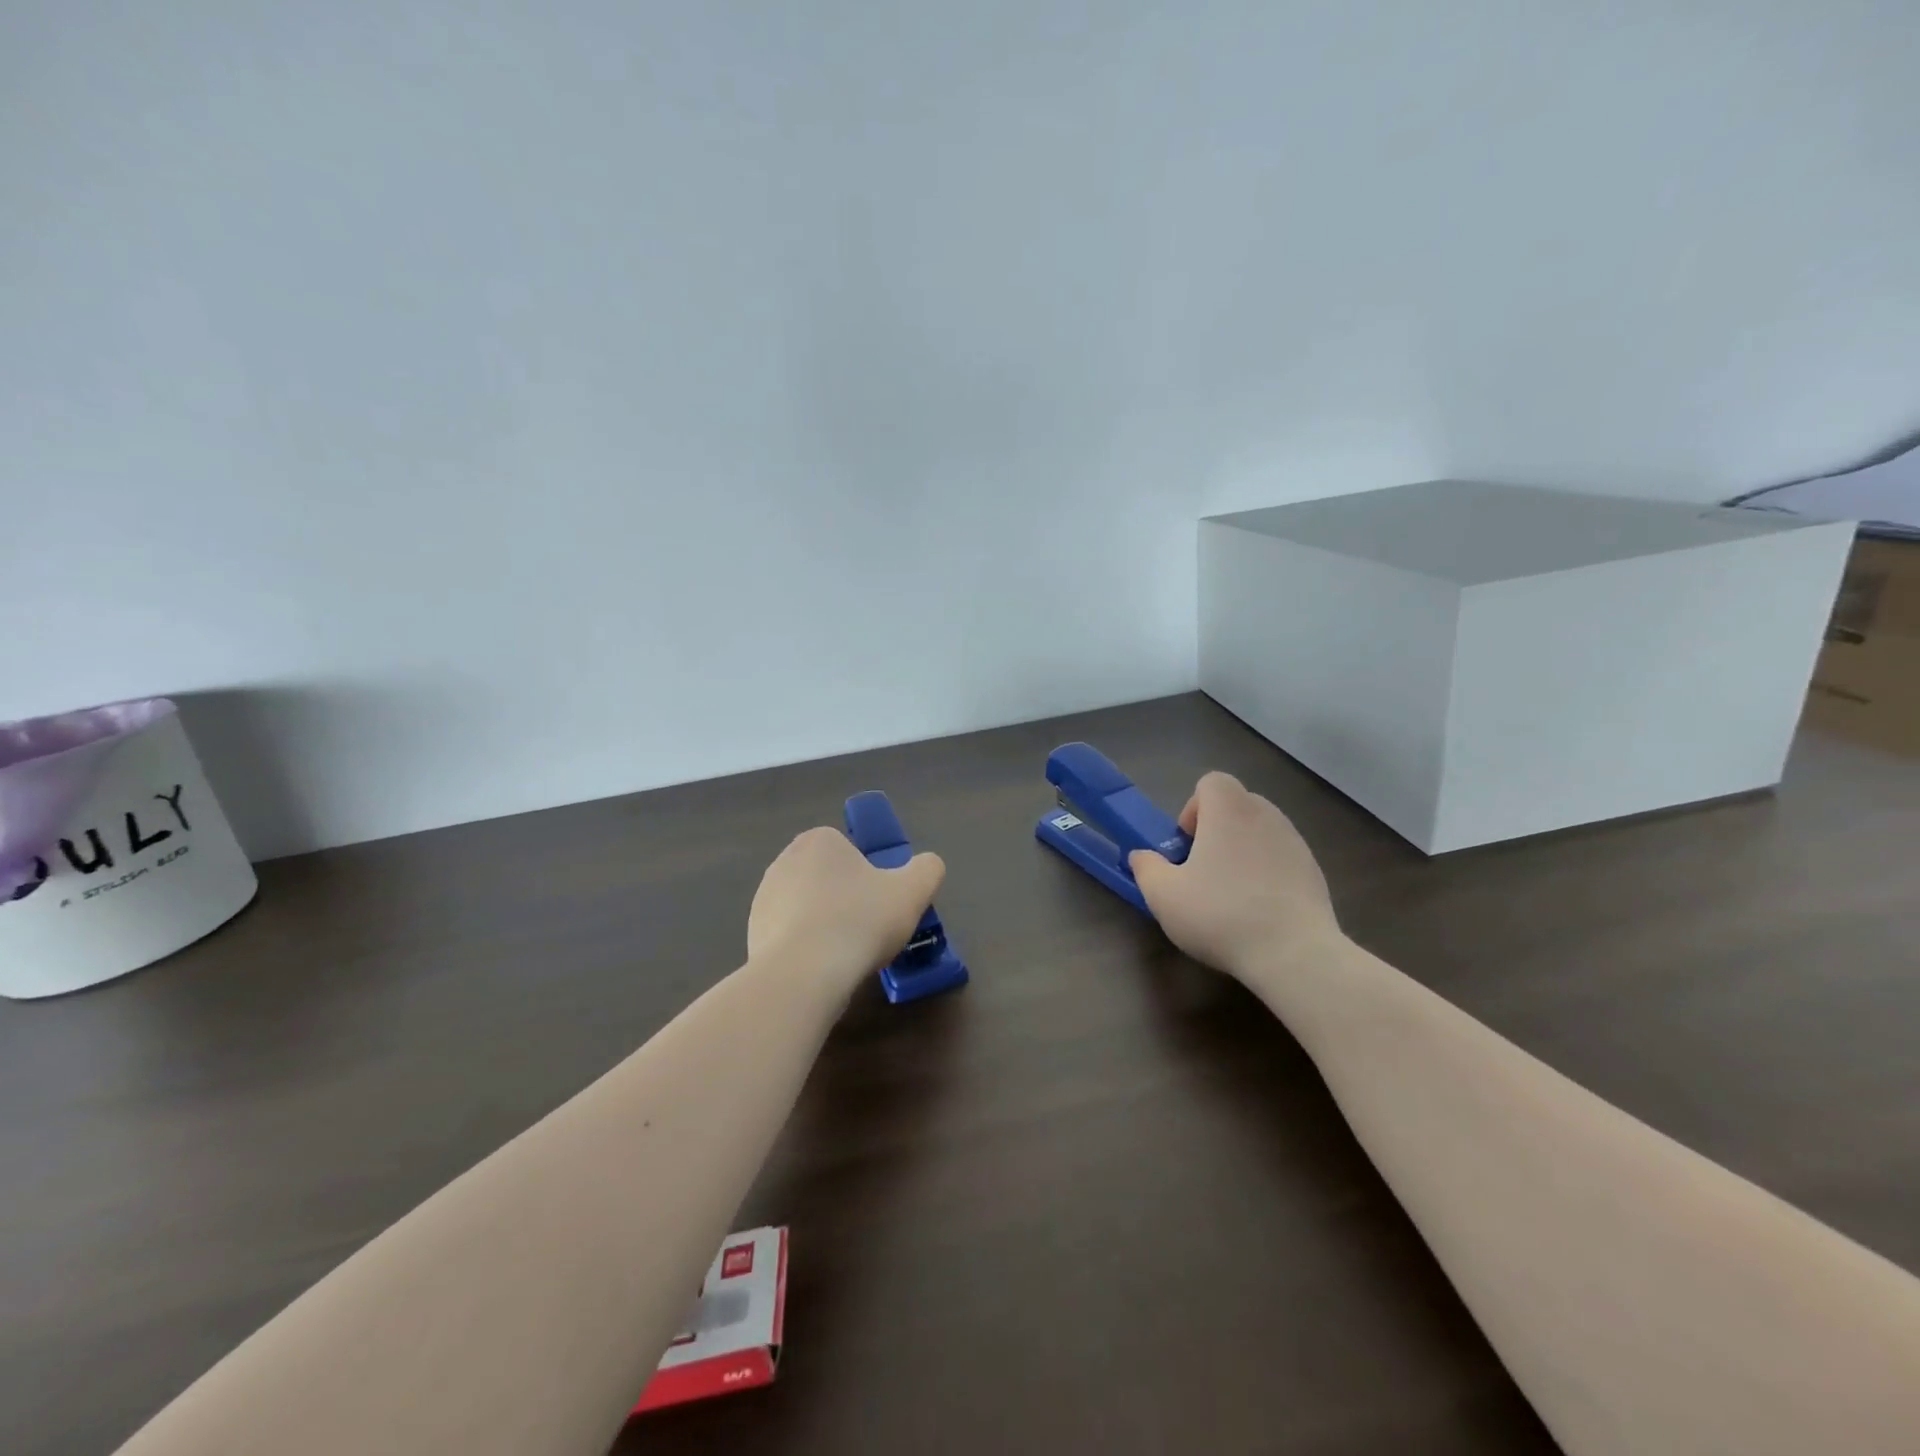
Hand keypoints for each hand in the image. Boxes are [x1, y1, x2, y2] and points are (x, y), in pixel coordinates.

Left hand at [747, 827, 945, 995]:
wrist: (803, 976)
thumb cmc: (860, 921)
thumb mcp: (913, 890)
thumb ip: (927, 869)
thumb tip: (927, 865)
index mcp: (819, 840)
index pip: (850, 851)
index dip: (870, 877)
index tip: (881, 904)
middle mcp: (784, 860)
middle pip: (829, 878)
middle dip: (847, 900)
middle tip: (869, 930)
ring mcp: (763, 898)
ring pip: (808, 908)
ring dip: (826, 925)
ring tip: (846, 955)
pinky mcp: (752, 934)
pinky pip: (790, 937)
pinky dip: (806, 950)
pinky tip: (821, 971)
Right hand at [1128, 771, 1341, 976]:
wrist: (1294, 954)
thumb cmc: (1220, 915)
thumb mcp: (1163, 895)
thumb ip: (1146, 868)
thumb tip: (1141, 856)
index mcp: (1229, 811)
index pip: (1212, 782)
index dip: (1194, 808)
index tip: (1188, 845)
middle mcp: (1265, 816)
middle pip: (1237, 804)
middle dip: (1216, 829)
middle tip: (1202, 869)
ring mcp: (1296, 843)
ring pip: (1260, 831)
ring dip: (1242, 851)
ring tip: (1231, 893)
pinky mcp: (1314, 871)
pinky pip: (1281, 858)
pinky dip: (1267, 872)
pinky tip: (1259, 911)